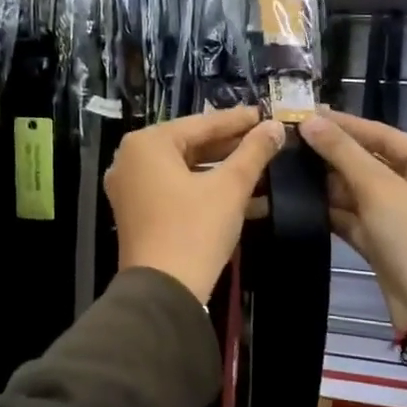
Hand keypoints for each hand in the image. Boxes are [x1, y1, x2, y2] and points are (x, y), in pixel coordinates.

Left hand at [105, 106, 285, 302]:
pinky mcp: (138, 214)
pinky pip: (176, 190)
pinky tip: (246, 197)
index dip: (238, 120)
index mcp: (147, 144)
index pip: (201, 124)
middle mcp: (131, 160)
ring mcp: (131, 188)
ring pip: (185, 170)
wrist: (163, 292)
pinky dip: (206, 191)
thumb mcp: (230, 187)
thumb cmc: (194, 230)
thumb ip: (253, 152)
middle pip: (191, 145)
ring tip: (263, 168)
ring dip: (223, 172)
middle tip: (267, 140)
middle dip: (231, 147)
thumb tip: (275, 127)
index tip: (265, 114)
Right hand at [298, 109, 406, 330]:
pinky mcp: (386, 241)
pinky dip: (332, 209)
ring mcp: (404, 215)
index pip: (382, 133)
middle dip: (331, 154)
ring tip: (286, 165)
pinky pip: (356, 216)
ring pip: (360, 190)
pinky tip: (299, 198)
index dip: (343, 124)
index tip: (305, 112)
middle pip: (370, 161)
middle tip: (289, 139)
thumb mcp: (378, 188)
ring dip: (327, 182)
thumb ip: (342, 152)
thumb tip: (309, 121)